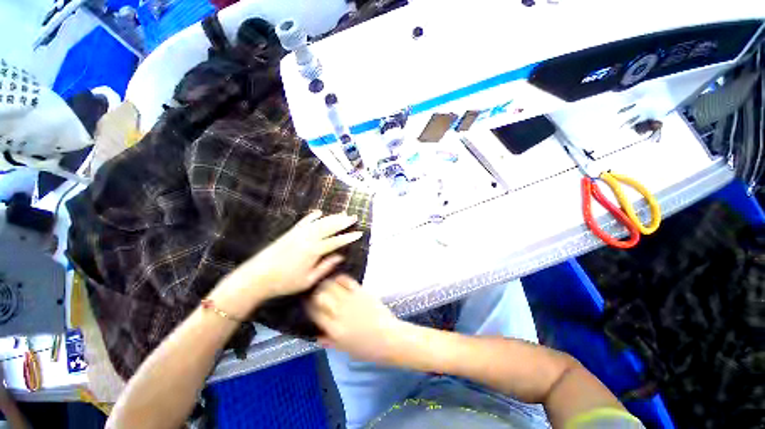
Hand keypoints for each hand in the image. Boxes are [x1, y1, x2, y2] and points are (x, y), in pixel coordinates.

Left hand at [211, 211, 362, 316]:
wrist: (257, 276)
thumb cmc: (284, 282)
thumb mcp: (308, 280)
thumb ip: (325, 267)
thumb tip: (340, 257)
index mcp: (314, 251)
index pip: (336, 241)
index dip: (349, 237)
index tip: (359, 233)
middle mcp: (308, 238)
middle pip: (330, 227)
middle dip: (343, 222)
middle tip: (354, 217)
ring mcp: (299, 233)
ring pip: (320, 222)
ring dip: (332, 217)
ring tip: (342, 213)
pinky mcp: (290, 232)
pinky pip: (304, 221)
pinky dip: (313, 216)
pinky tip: (319, 212)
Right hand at [308, 275, 406, 363]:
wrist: (390, 338)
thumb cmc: (368, 349)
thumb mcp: (345, 349)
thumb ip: (329, 340)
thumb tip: (315, 334)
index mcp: (335, 330)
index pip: (315, 312)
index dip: (308, 306)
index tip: (306, 302)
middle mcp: (341, 313)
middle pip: (321, 296)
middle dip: (315, 293)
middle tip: (315, 292)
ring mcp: (352, 300)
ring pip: (332, 286)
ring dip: (326, 283)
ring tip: (324, 284)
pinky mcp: (362, 292)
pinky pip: (347, 281)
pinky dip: (339, 278)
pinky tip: (337, 279)